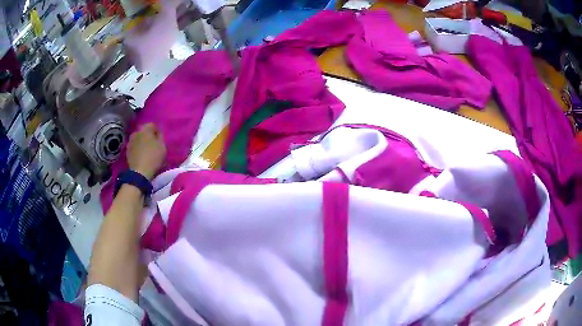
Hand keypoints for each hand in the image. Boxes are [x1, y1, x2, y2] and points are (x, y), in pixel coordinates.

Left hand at [127, 123, 165, 179]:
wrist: (139, 172)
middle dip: (149, 135)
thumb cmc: (153, 157)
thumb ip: (160, 136)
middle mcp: (136, 132)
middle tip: (154, 144)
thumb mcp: (162, 146)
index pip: (153, 125)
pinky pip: (134, 146)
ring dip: (142, 141)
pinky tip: (141, 154)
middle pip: (144, 131)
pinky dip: (138, 148)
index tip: (160, 139)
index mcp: (145, 129)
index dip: (157, 131)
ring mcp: (130, 141)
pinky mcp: (127, 150)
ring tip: (147, 149)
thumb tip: (157, 133)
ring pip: (138, 138)